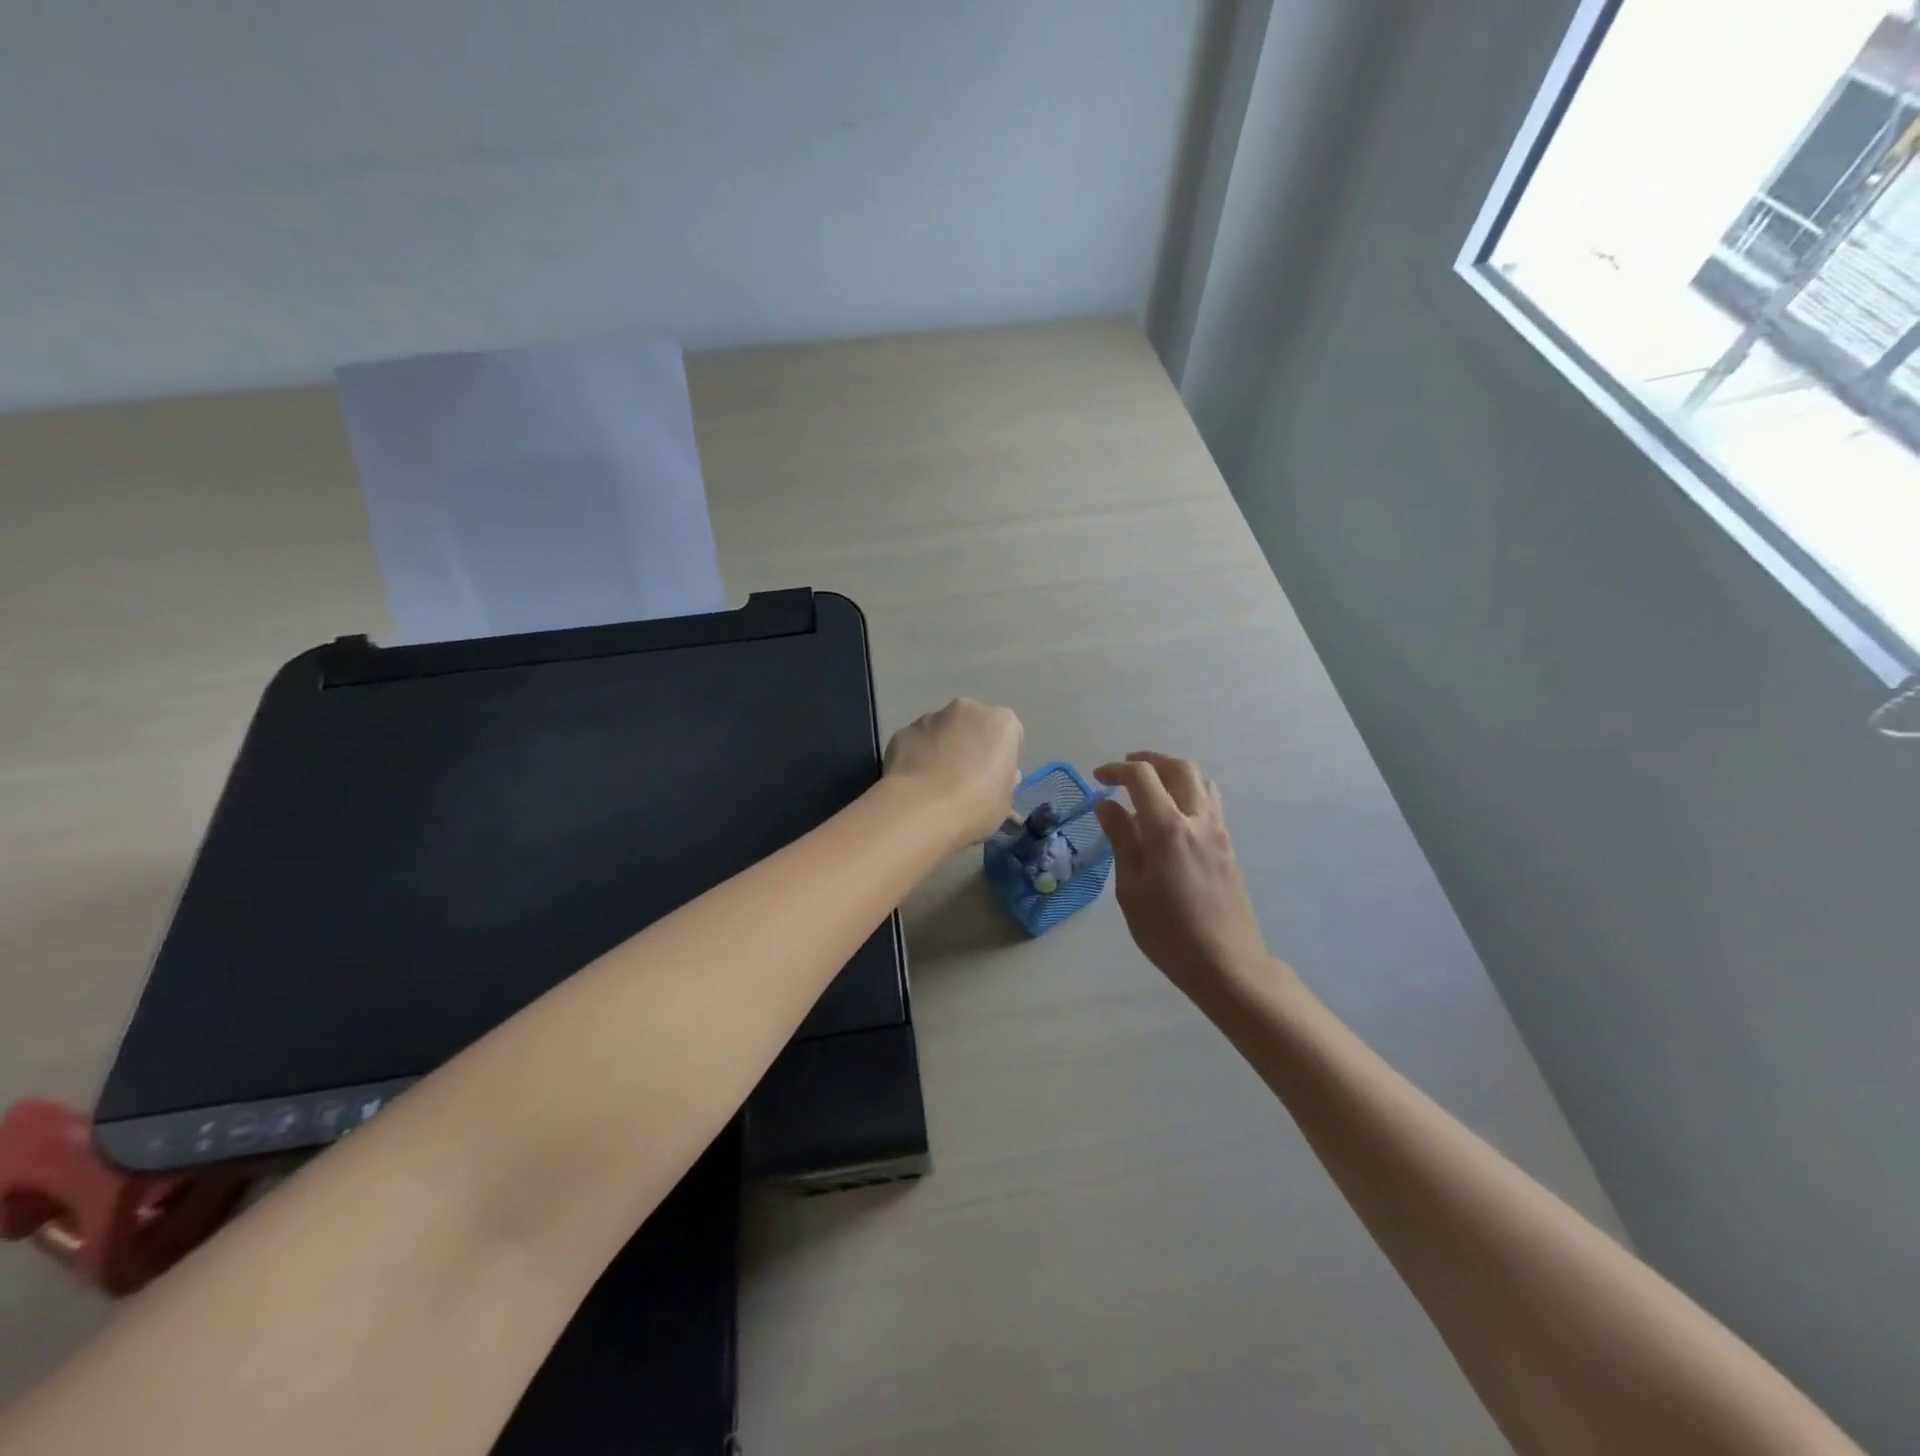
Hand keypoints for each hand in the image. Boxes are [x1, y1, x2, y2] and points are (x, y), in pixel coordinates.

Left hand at [883, 699, 1023, 849]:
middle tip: (967, 780)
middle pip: (974, 726)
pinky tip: (916, 783)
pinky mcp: (903, 731)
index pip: (1010, 735)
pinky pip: (917, 742)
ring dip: (943, 748)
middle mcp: (967, 709)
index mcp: (1001, 722)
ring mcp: (930, 717)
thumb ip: (1005, 781)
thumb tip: (999, 776)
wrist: (920, 810)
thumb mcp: (1005, 802)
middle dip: (972, 746)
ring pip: (943, 731)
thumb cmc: (975, 805)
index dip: (1003, 757)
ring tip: (936, 784)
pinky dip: (918, 756)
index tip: (996, 779)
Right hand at [1093, 752, 1276, 996]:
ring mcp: (1218, 832)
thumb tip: (1107, 805)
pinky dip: (1188, 792)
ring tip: (1150, 788)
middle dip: (1150, 761)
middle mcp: (1197, 820)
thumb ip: (1121, 840)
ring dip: (1173, 773)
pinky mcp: (1228, 847)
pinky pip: (1210, 802)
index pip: (1142, 777)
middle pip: (1179, 768)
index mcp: (1168, 829)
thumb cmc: (1168, 932)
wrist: (1227, 964)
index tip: (1098, 778)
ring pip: (1200, 781)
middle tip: (1125, 771)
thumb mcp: (1131, 888)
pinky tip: (1171, 816)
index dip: (1117, 770)